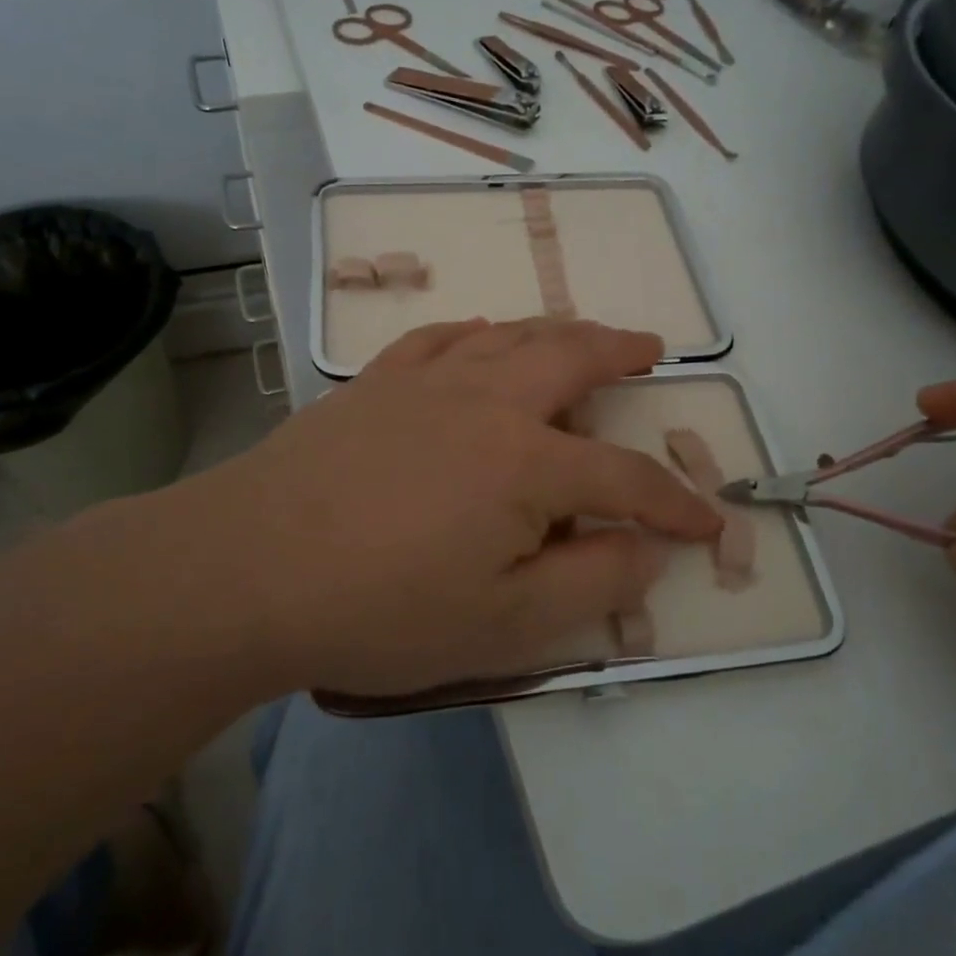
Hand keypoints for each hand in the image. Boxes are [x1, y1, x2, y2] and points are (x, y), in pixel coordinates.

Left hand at [172, 318, 719, 698]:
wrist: (247, 569)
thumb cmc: (382, 608)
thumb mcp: (505, 625)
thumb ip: (592, 583)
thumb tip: (650, 548)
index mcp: (527, 463)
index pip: (625, 478)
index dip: (674, 502)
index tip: (709, 520)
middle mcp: (486, 402)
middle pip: (571, 358)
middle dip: (621, 351)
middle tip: (651, 347)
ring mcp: (426, 382)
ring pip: (509, 335)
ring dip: (556, 330)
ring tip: (581, 333)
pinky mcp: (374, 383)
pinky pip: (440, 338)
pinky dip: (475, 332)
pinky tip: (480, 336)